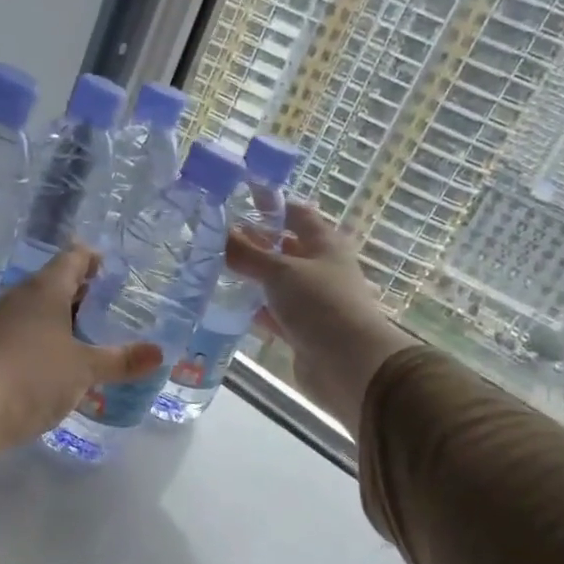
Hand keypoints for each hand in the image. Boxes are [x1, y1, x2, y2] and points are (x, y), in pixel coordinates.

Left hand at [0, 246, 163, 471]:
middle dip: (83, 291)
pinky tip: (63, 358)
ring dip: (65, 316)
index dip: (93, 258)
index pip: (73, 257)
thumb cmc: (35, 376)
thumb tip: (159, 354)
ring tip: (93, 332)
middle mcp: (21, 297)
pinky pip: (27, 330)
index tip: (113, 269)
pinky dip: (48, 336)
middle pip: (56, 282)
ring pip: (40, 308)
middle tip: (113, 304)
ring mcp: (2, 322)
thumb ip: (121, 360)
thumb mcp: (85, 369)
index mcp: (45, 290)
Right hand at [224, 202, 411, 435]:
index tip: (239, 198)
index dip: (271, 204)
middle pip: (285, 249)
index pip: (296, 213)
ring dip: (252, 278)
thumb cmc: (320, 304)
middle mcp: (320, 268)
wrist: (349, 364)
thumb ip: (248, 253)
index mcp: (325, 244)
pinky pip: (274, 313)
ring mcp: (312, 301)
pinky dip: (255, 309)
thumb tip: (221, 232)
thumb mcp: (280, 271)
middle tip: (216, 238)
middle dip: (255, 243)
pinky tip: (229, 306)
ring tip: (214, 270)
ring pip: (277, 283)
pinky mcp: (302, 330)